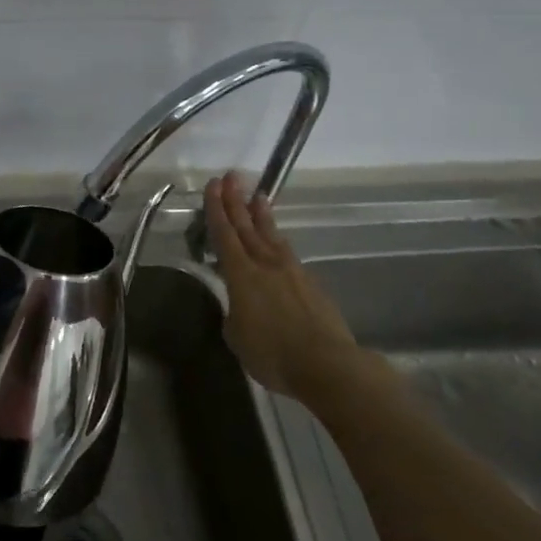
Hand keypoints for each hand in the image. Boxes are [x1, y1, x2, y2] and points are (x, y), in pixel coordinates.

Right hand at [205, 173, 356, 398]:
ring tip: (257, 196)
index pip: (224, 234)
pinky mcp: (311, 284)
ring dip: (262, 215)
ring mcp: (291, 271)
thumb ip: (234, 313)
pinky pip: (288, 253)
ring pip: (271, 235)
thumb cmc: (272, 354)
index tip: (213, 185)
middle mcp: (265, 264)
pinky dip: (279, 240)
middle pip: (247, 226)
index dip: (216, 209)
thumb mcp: (237, 337)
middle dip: (235, 201)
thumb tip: (239, 305)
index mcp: (241, 275)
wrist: (326, 364)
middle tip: (230, 176)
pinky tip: (278, 240)